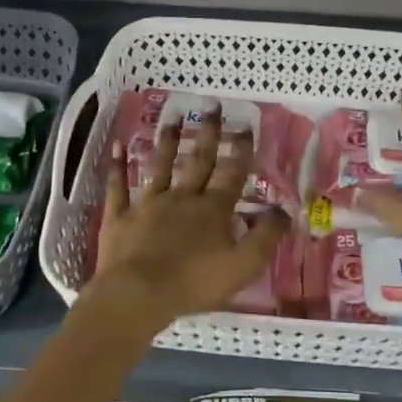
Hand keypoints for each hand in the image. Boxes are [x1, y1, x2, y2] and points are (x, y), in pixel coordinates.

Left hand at [91, 108, 289, 323]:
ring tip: (173, 119)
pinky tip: (117, 146)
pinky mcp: (119, 217)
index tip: (246, 126)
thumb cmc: (194, 283)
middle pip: (197, 161)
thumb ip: (266, 236)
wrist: (138, 294)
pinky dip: (117, 166)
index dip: (240, 150)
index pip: (231, 173)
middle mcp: (181, 198)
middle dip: (208, 134)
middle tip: (212, 107)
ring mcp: (147, 204)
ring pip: (159, 166)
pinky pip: (117, 187)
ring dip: (167, 142)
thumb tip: (284, 210)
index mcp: (212, 209)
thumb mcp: (243, 265)